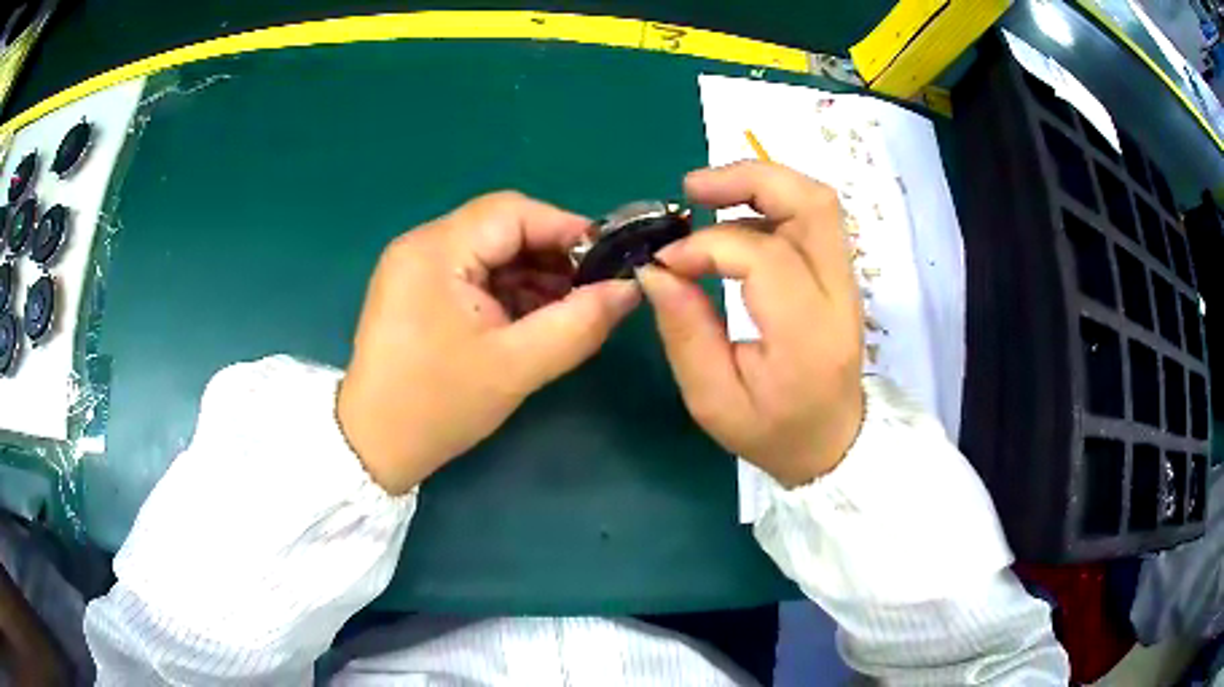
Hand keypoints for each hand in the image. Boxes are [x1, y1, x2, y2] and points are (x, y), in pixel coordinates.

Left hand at [338, 192, 639, 494]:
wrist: (374, 446)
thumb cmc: (438, 406)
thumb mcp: (517, 366)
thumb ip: (579, 324)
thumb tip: (628, 290)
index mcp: (436, 250)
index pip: (513, 212)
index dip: (567, 229)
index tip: (610, 260)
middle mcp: (422, 244)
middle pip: (501, 227)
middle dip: (552, 255)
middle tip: (593, 289)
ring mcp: (416, 266)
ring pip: (490, 251)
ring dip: (532, 274)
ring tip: (570, 308)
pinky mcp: (417, 289)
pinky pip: (473, 273)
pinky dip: (508, 289)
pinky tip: (534, 317)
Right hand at [638, 161, 864, 486]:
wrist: (833, 443)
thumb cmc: (772, 432)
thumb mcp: (713, 400)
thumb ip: (685, 331)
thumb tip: (655, 268)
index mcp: (807, 334)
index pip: (764, 256)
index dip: (707, 246)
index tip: (666, 261)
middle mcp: (838, 295)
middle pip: (811, 202)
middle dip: (748, 178)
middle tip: (693, 189)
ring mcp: (846, 280)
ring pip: (816, 201)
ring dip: (760, 184)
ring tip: (707, 195)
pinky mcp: (841, 275)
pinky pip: (812, 217)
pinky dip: (770, 203)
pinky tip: (733, 221)